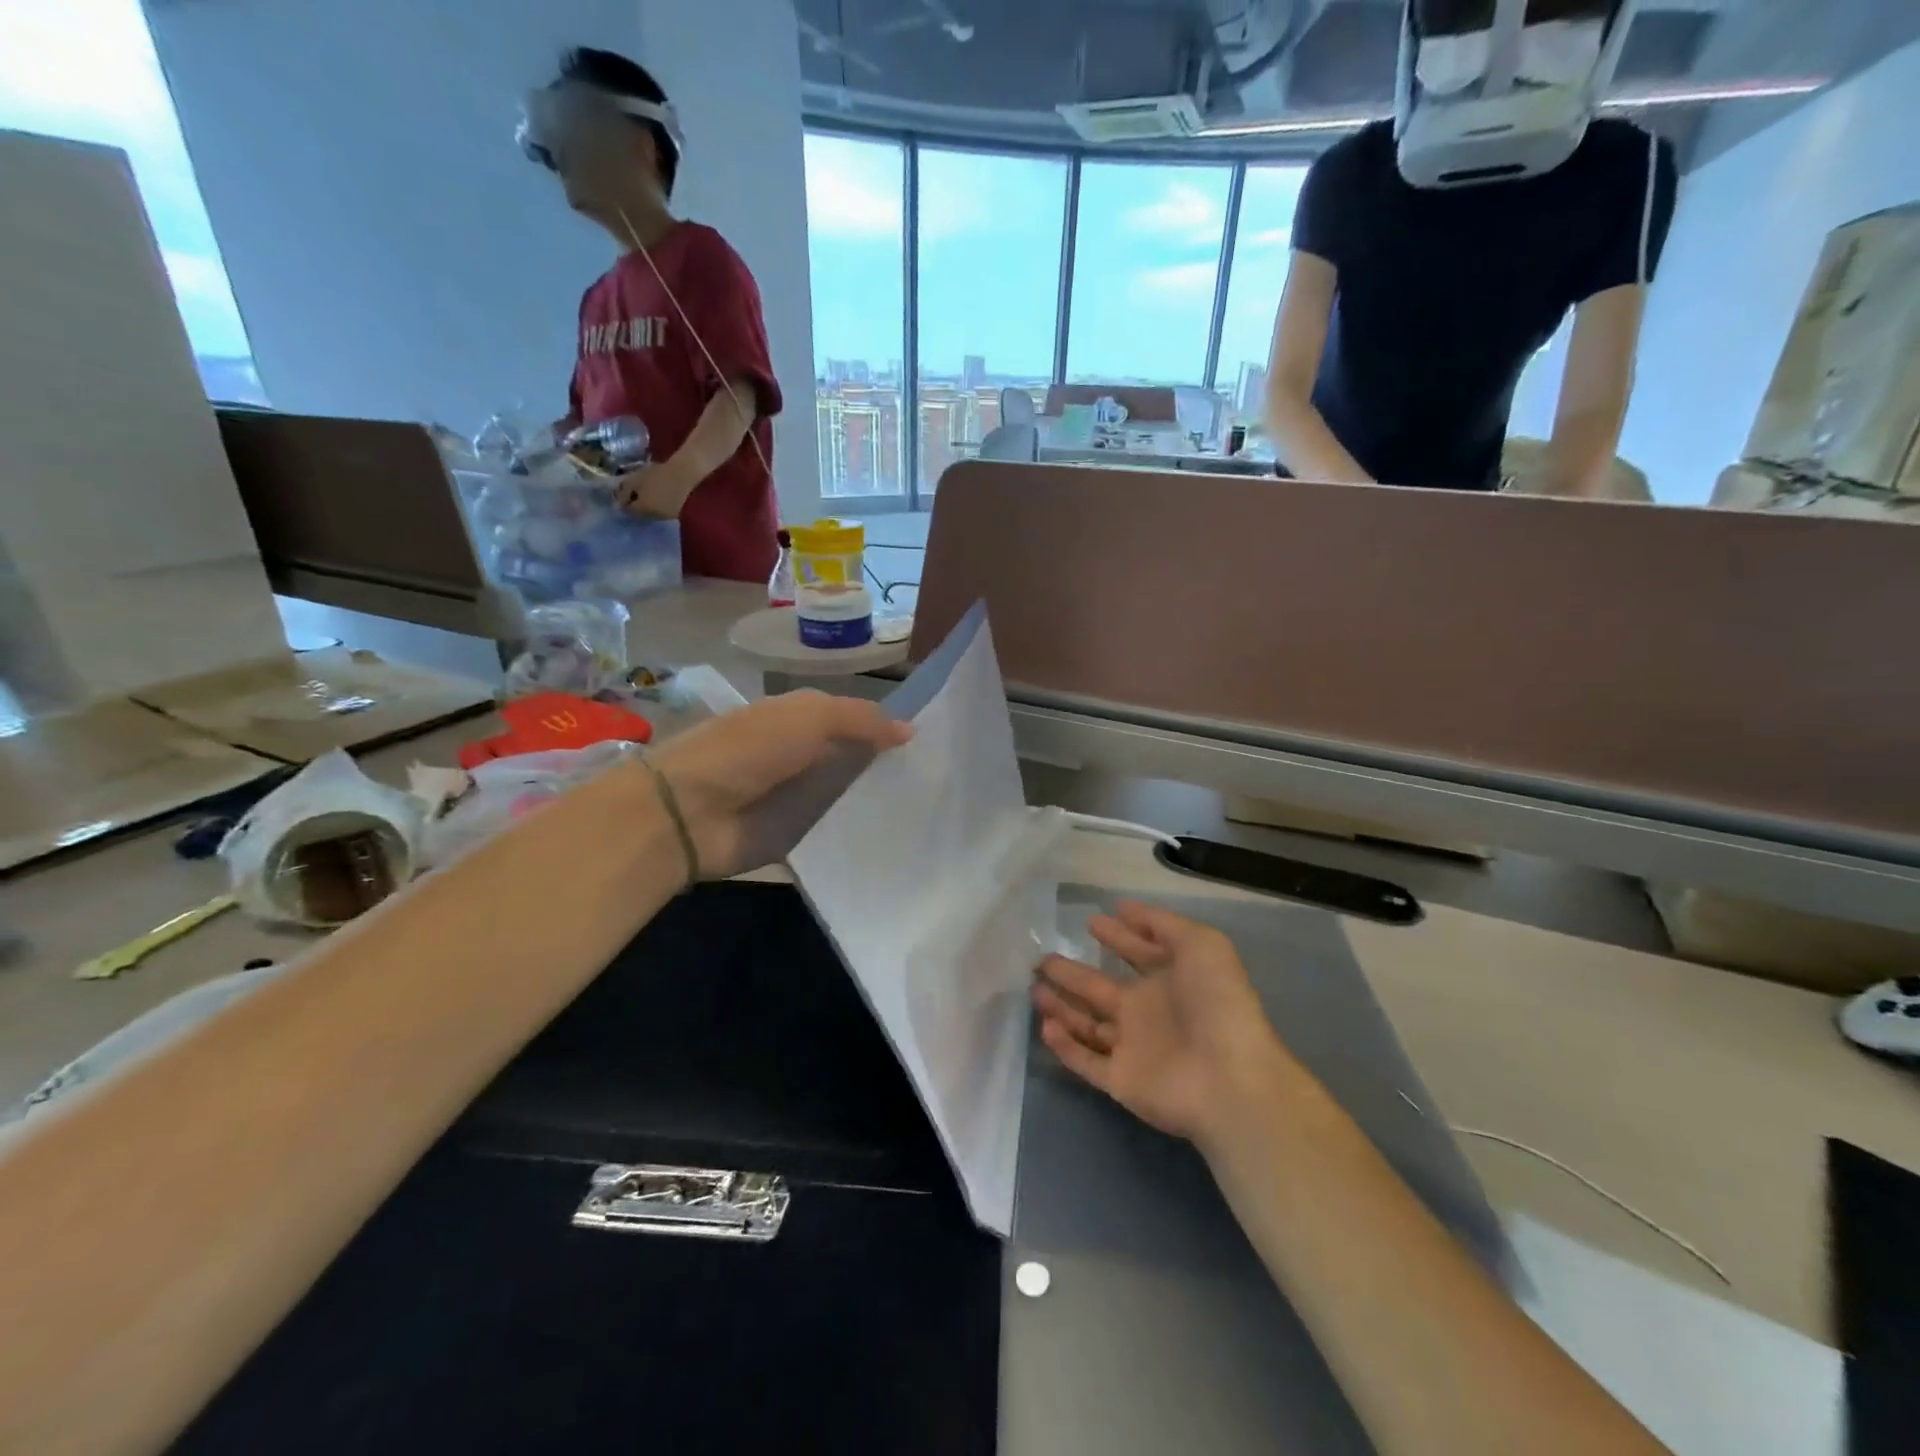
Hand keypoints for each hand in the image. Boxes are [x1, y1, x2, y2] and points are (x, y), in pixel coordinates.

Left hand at [615, 462, 692, 517]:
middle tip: (635, 493)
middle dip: (636, 504)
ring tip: (649, 493)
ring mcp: (666, 516)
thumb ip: (624, 492)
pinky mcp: (676, 513)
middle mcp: (653, 517)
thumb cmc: (658, 474)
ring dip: (648, 505)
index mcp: (642, 509)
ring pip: (652, 513)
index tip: (622, 492)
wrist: (684, 474)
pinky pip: (662, 511)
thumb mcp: (636, 479)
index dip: (623, 501)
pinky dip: (659, 505)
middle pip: (640, 513)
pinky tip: (660, 495)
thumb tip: (617, 503)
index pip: (627, 510)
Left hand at [649, 690, 910, 878]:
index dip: (890, 730)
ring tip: (933, 817)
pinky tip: (900, 845)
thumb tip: (911, 730)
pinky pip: (836, 835)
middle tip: (943, 787)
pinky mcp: (795, 838)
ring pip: (852, 799)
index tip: (936, 746)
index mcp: (802, 721)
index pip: (857, 722)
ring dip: (881, 806)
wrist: (688, 813)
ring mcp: (799, 800)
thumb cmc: (748, 751)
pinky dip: (861, 838)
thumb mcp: (809, 717)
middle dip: (894, 772)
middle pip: (858, 762)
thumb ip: (860, 720)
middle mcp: (804, 757)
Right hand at [1033, 902, 1292, 1144]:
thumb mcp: (1201, 945)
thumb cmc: (1218, 1004)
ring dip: (1061, 1007)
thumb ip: (1161, 924)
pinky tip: (1044, 1025)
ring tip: (1033, 988)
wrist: (1230, 1079)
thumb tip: (1122, 908)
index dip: (1116, 936)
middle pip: (1100, 988)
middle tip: (1042, 958)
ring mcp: (1132, 1047)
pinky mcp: (1120, 1080)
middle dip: (1072, 973)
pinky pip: (1085, 1061)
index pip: (1136, 953)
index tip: (1090, 921)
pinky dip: (1064, 1047)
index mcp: (1169, 980)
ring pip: (1086, 1024)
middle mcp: (1147, 1012)